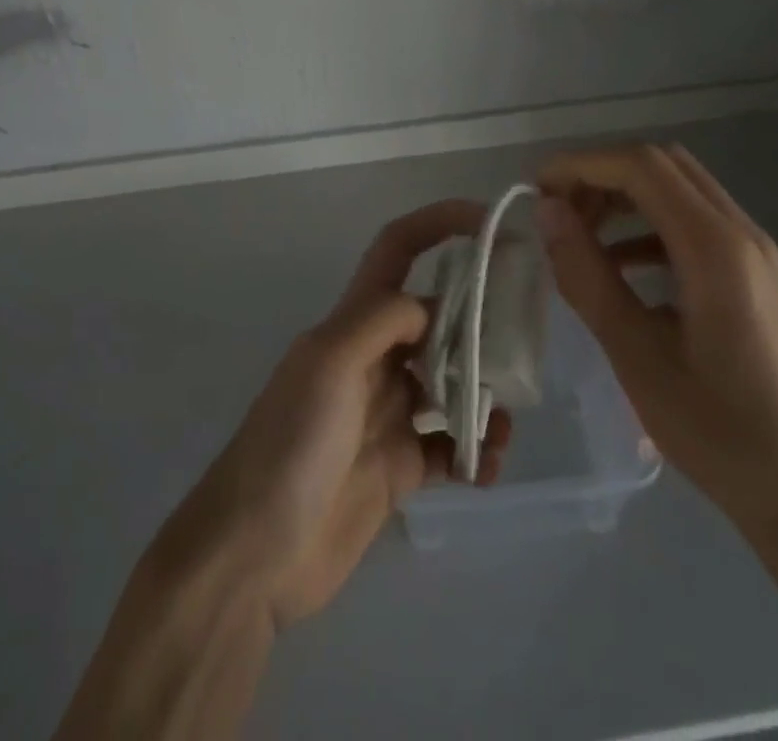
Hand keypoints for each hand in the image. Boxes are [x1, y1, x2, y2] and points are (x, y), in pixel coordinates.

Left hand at [161, 200, 511, 629]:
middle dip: (480, 321)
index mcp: (354, 321)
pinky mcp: (399, 466)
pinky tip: (485, 468)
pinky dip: (475, 452)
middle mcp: (375, 357)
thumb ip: (382, 320)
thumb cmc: (290, 444)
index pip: (398, 250)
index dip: (440, 224)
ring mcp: (388, 412)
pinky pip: (450, 447)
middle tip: (522, 341)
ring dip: (484, 394)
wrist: (255, 554)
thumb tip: (433, 308)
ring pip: (451, 383)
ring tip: (504, 421)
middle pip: (438, 318)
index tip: (490, 223)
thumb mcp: (329, 362)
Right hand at [536, 144, 777, 551]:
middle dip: (601, 175)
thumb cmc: (719, 434)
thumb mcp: (637, 357)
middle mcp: (742, 233)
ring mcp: (755, 252)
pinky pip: (694, 221)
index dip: (581, 165)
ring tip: (579, 234)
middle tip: (557, 211)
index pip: (641, 167)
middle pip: (662, 165)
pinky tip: (620, 263)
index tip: (535, 188)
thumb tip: (547, 211)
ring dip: (624, 196)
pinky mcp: (755, 273)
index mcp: (716, 249)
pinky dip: (648, 223)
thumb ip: (587, 276)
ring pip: (679, 188)